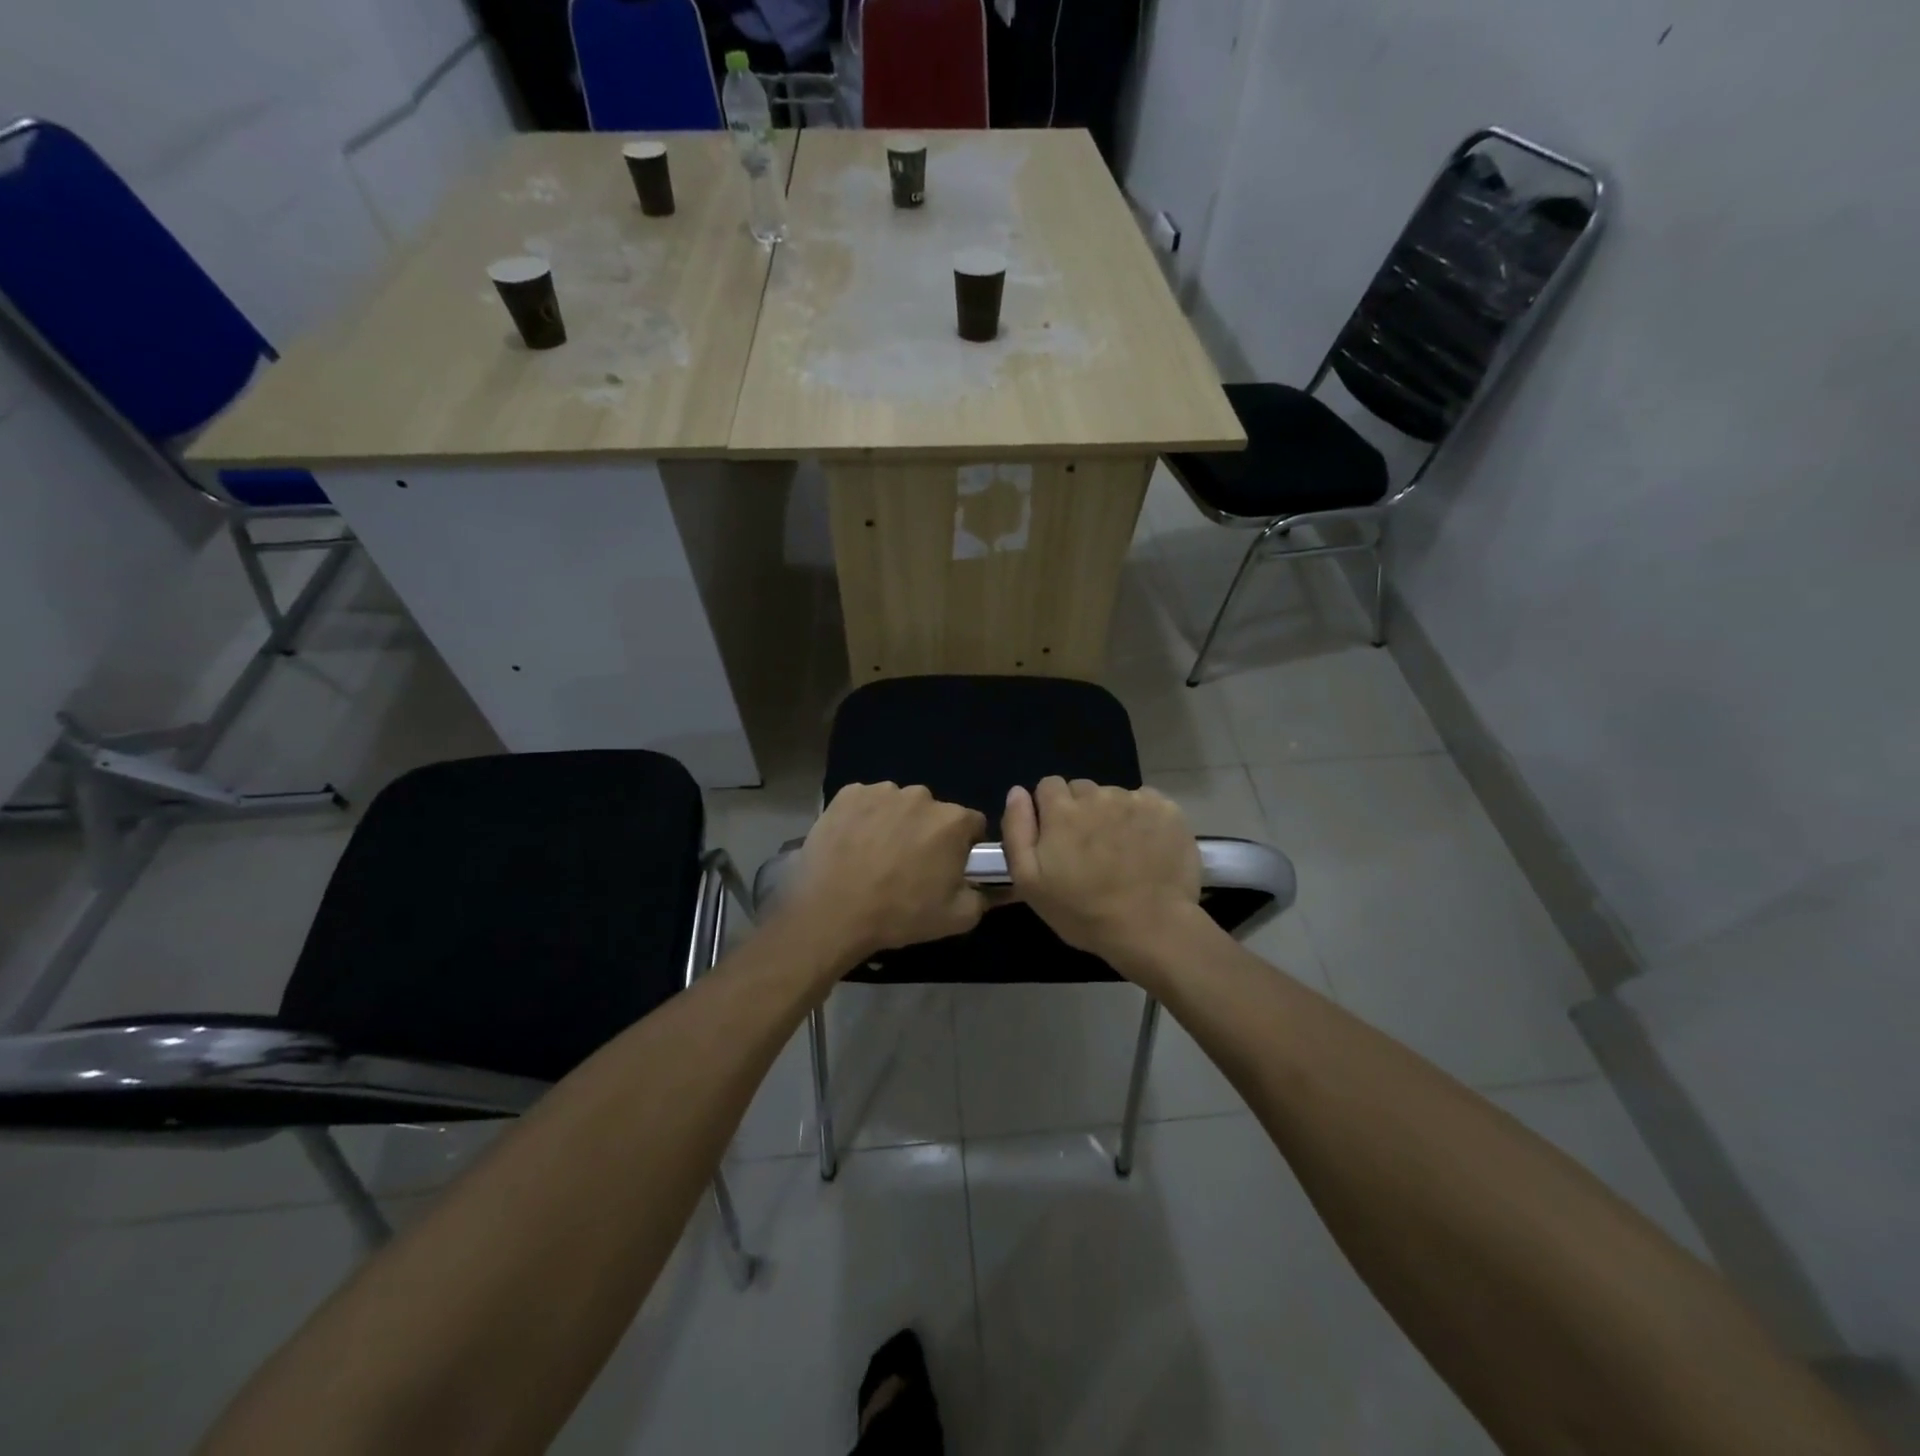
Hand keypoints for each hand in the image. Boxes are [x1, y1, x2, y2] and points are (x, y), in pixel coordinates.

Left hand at [784, 783, 989, 969]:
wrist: (832, 913)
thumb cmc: (900, 914)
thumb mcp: (957, 918)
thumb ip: (983, 897)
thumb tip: (990, 887)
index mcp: (952, 820)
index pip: (972, 824)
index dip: (964, 846)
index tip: (948, 866)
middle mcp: (920, 796)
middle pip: (934, 812)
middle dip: (928, 832)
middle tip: (909, 865)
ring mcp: (881, 791)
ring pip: (898, 805)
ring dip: (895, 823)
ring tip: (876, 856)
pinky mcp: (847, 794)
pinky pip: (865, 802)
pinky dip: (864, 818)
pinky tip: (853, 844)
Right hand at [1002, 777, 1201, 968]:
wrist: (1152, 928)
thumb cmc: (1083, 911)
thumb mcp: (1029, 881)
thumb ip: (1017, 829)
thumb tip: (1017, 792)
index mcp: (1062, 810)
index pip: (1049, 785)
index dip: (1050, 809)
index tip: (1059, 837)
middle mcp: (1098, 795)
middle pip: (1082, 789)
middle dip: (1081, 811)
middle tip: (1090, 849)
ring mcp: (1135, 800)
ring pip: (1115, 796)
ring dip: (1112, 815)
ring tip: (1120, 852)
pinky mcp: (1167, 810)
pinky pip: (1147, 803)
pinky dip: (1143, 819)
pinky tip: (1146, 847)